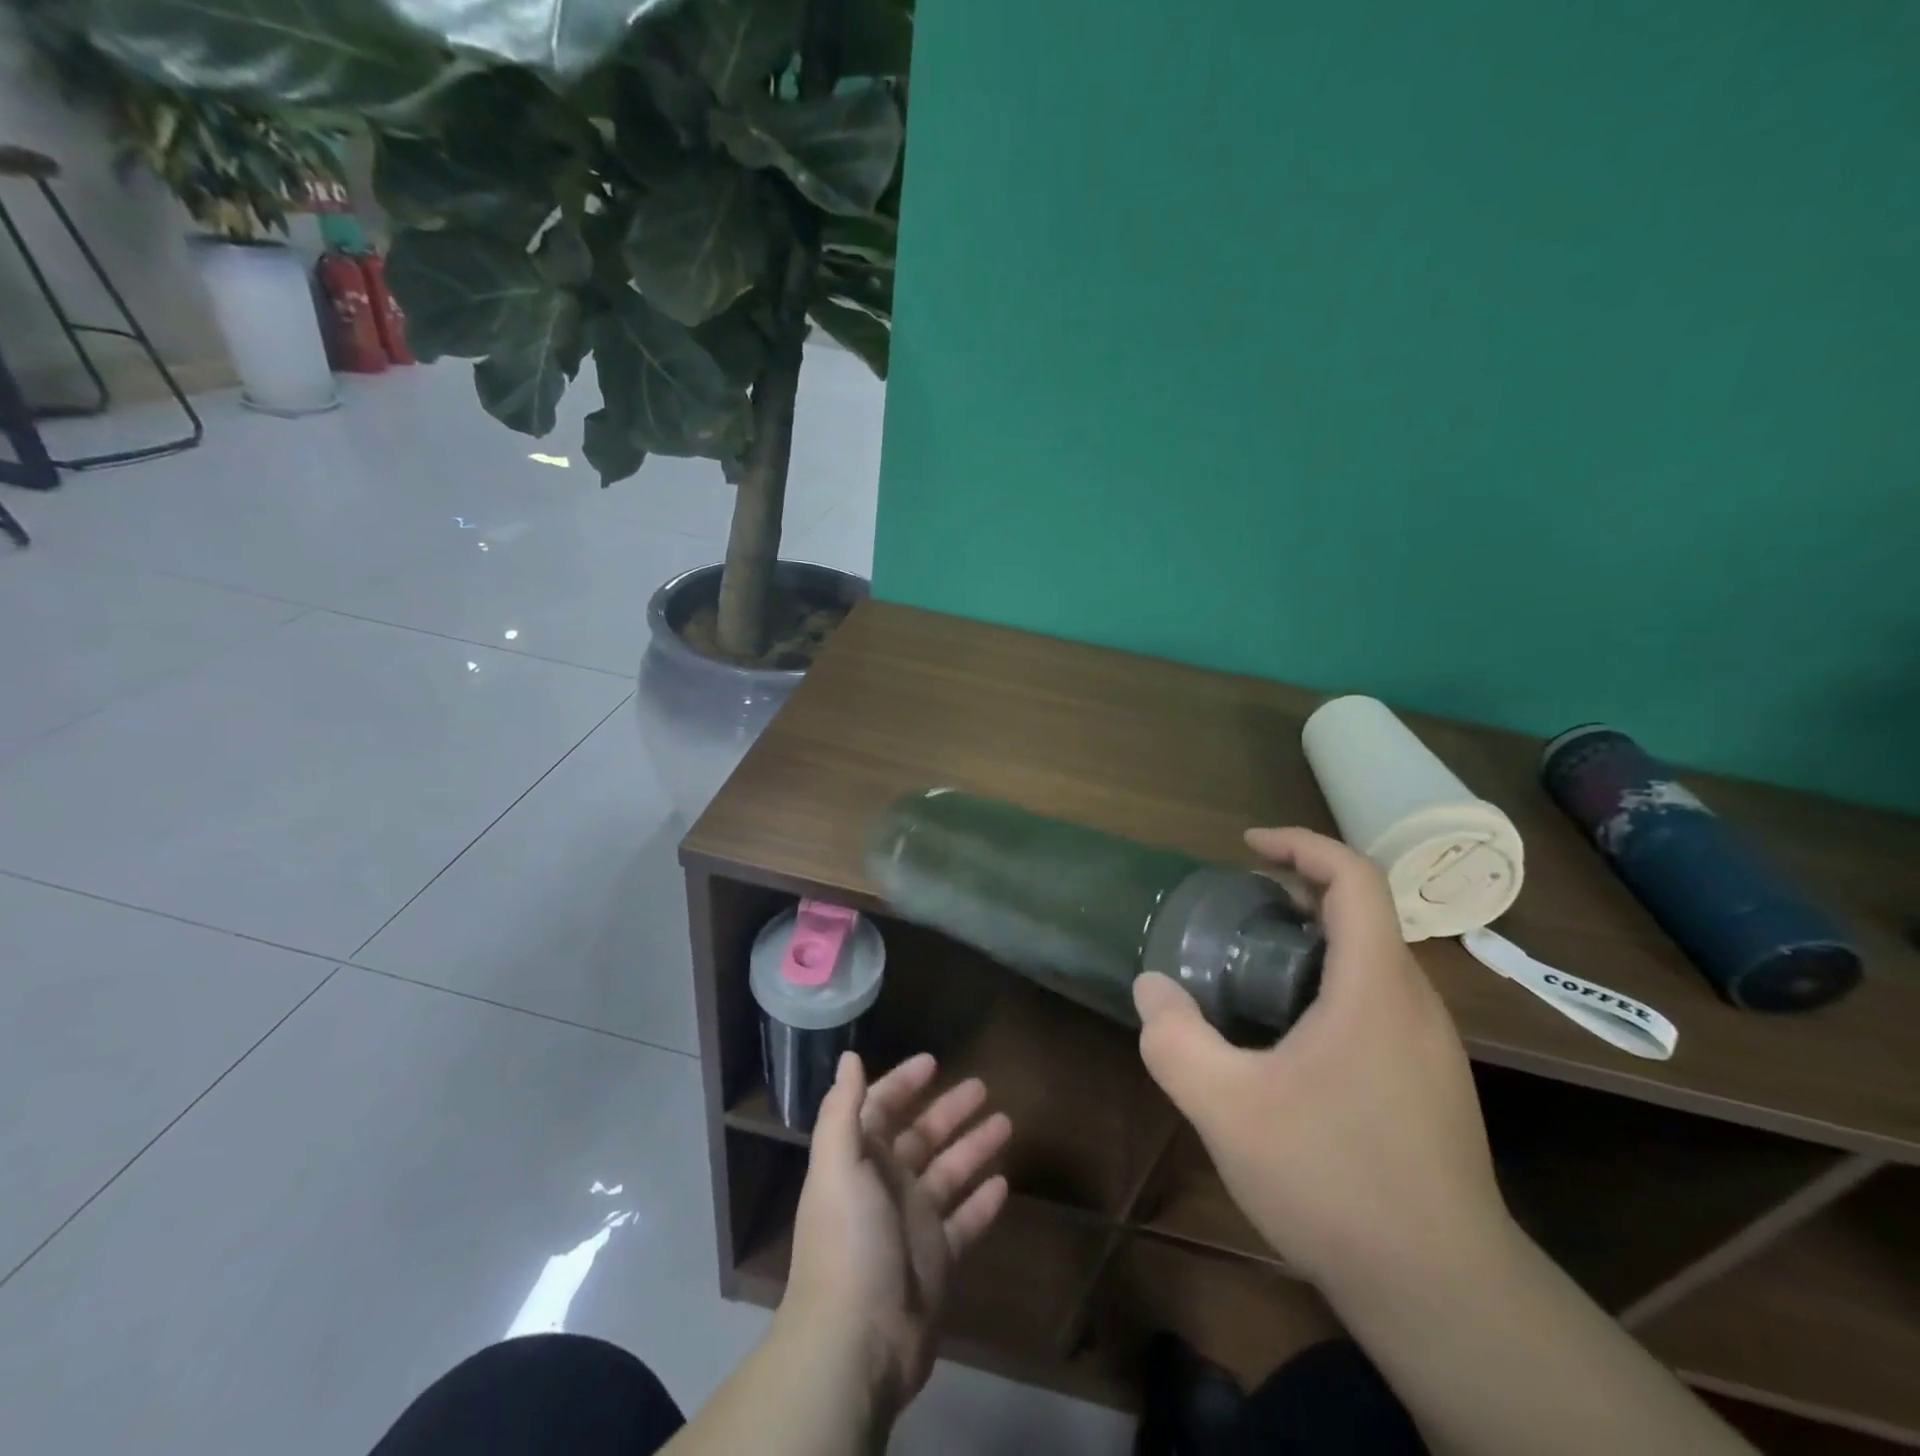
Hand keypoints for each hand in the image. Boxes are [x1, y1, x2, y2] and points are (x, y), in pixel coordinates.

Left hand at [780, 1052, 1011, 1417]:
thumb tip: (848, 1057)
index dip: (903, 1083)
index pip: (882, 1109)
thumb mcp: (837, 1167)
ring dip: (973, 1148)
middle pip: (922, 1136)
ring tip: (1006, 1121)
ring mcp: (913, 1224)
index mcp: (859, 1161)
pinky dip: (982, 1202)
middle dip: (949, 1110)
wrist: (856, 1342)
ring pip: (949, 1173)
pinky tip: (1006, 1182)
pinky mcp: (937, 1261)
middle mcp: (886, 1186)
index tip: (933, 1061)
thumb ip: (842, 1110)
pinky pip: (965, 1222)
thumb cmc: (848, 1240)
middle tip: (983, 1086)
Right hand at [1132, 826, 1506, 1292]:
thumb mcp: (1227, 1107)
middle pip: (1364, 916)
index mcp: (1375, 987)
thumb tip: (1150, 987)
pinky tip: (1288, 1043)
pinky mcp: (1431, 1086)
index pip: (1356, 879)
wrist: (1444, 1295)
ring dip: (1313, 945)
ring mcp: (1431, 1049)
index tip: (1248, 845)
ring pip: (1372, 964)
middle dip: (1298, 895)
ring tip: (1251, 972)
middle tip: (1237, 914)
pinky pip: (1378, 1006)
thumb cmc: (1334, 1180)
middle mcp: (1415, 1004)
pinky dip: (1330, 989)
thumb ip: (1175, 1039)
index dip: (1302, 846)